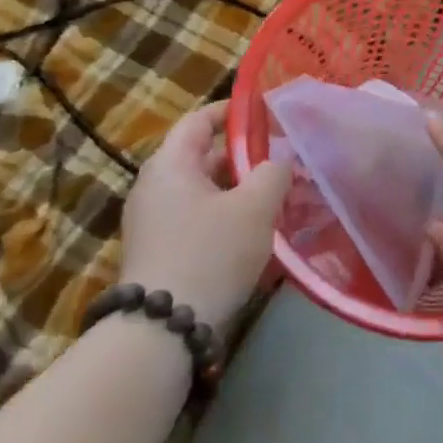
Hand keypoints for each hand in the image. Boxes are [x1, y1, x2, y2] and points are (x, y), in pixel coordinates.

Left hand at [119, 101, 290, 329]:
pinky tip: (261, 231)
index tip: (267, 113)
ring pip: (207, 192)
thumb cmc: (211, 253)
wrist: (163, 331)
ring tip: (282, 197)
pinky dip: (230, 217)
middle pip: (205, 157)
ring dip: (243, 191)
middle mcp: (156, 187)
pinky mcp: (163, 252)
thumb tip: (279, 162)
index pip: (199, 120)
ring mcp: (156, 223)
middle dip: (248, 157)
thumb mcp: (254, 206)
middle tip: (286, 161)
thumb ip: (273, 172)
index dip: (233, 112)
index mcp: (170, 165)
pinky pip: (201, 220)